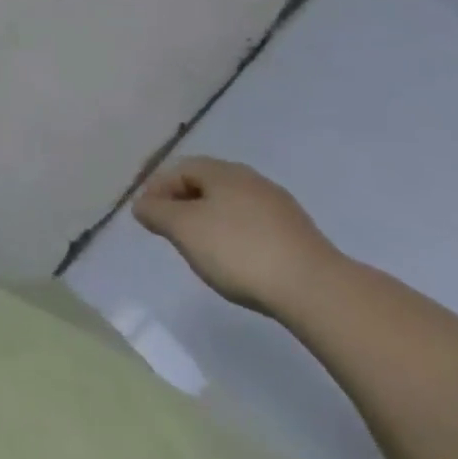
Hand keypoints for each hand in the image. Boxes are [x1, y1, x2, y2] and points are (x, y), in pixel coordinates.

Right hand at [133, 157, 341, 315]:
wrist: (315, 289)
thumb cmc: (238, 250)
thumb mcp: (183, 230)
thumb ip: (156, 213)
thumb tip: (142, 204)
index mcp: (221, 171)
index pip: (178, 169)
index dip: (157, 189)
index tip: (147, 216)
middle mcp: (250, 179)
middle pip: (206, 184)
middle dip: (183, 203)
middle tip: (171, 231)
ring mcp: (278, 206)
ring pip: (231, 205)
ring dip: (210, 220)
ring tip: (202, 248)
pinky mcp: (298, 234)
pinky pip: (254, 225)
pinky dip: (236, 236)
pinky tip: (238, 260)